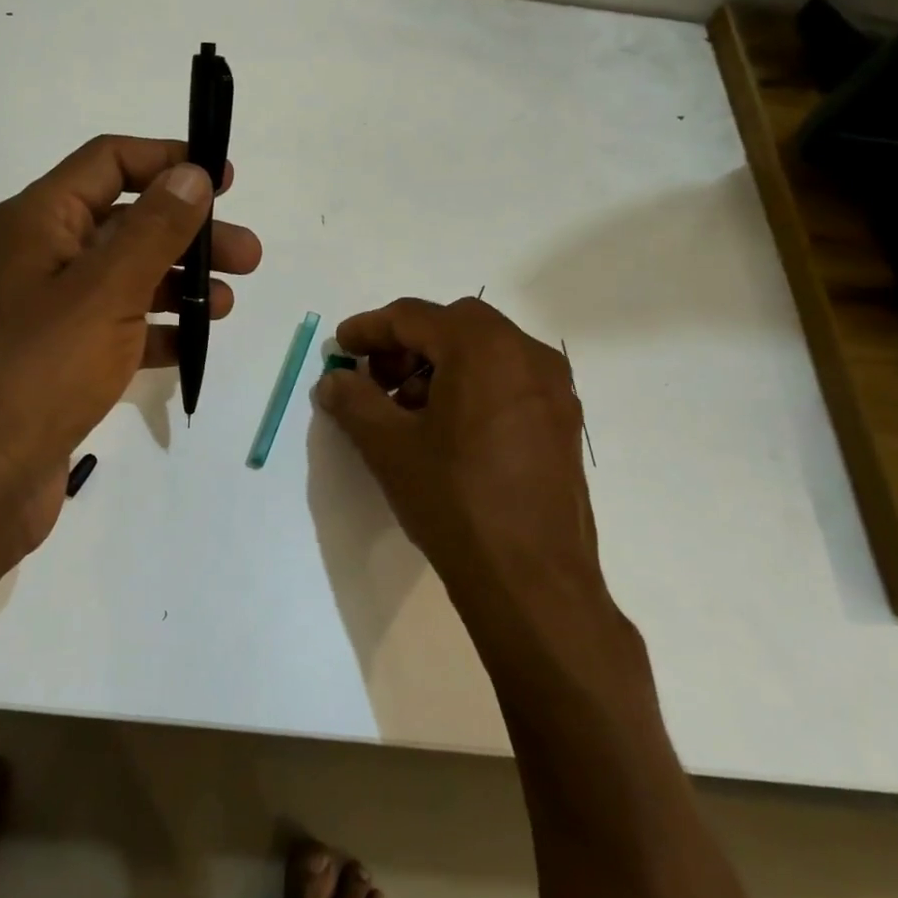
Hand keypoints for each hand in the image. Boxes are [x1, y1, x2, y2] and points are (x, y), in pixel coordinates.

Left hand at [0, 135, 261, 574]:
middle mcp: (42, 256)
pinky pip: (119, 326)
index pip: (109, 161)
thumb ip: (155, 229)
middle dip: (189, 233)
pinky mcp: (63, 357)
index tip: (225, 179)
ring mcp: (52, 310)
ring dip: (179, 283)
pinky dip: (156, 329)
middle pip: (127, 222)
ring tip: (226, 304)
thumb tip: (192, 173)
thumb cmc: (43, 370)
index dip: (167, 160)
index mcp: (40, 221)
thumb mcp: (106, 290)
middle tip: (248, 256)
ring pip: (128, 277)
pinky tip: (193, 344)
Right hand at [313, 297, 610, 621]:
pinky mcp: (562, 422)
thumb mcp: (388, 447)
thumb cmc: (454, 501)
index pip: (414, 317)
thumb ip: (353, 401)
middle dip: (406, 346)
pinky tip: (446, 432)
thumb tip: (334, 380)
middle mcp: (527, 355)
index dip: (369, 329)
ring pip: (485, 353)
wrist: (532, 580)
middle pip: (454, 327)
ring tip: (407, 412)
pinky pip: (508, 382)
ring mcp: (554, 389)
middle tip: (374, 380)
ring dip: (439, 367)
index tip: (341, 348)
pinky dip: (471, 387)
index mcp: (484, 348)